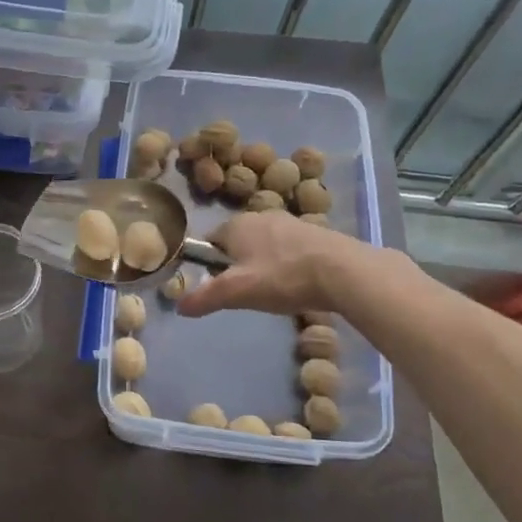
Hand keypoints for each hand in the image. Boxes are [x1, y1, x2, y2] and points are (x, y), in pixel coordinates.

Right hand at [177, 211, 345, 318]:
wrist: (343, 271)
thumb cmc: (282, 277)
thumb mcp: (237, 292)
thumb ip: (205, 298)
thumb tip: (178, 306)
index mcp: (236, 224)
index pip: (210, 240)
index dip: (209, 263)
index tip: (218, 286)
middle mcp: (261, 215)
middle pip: (237, 242)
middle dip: (237, 264)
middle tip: (245, 292)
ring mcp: (290, 222)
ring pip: (265, 245)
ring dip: (263, 264)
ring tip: (273, 291)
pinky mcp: (315, 232)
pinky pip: (289, 248)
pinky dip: (287, 264)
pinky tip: (296, 283)